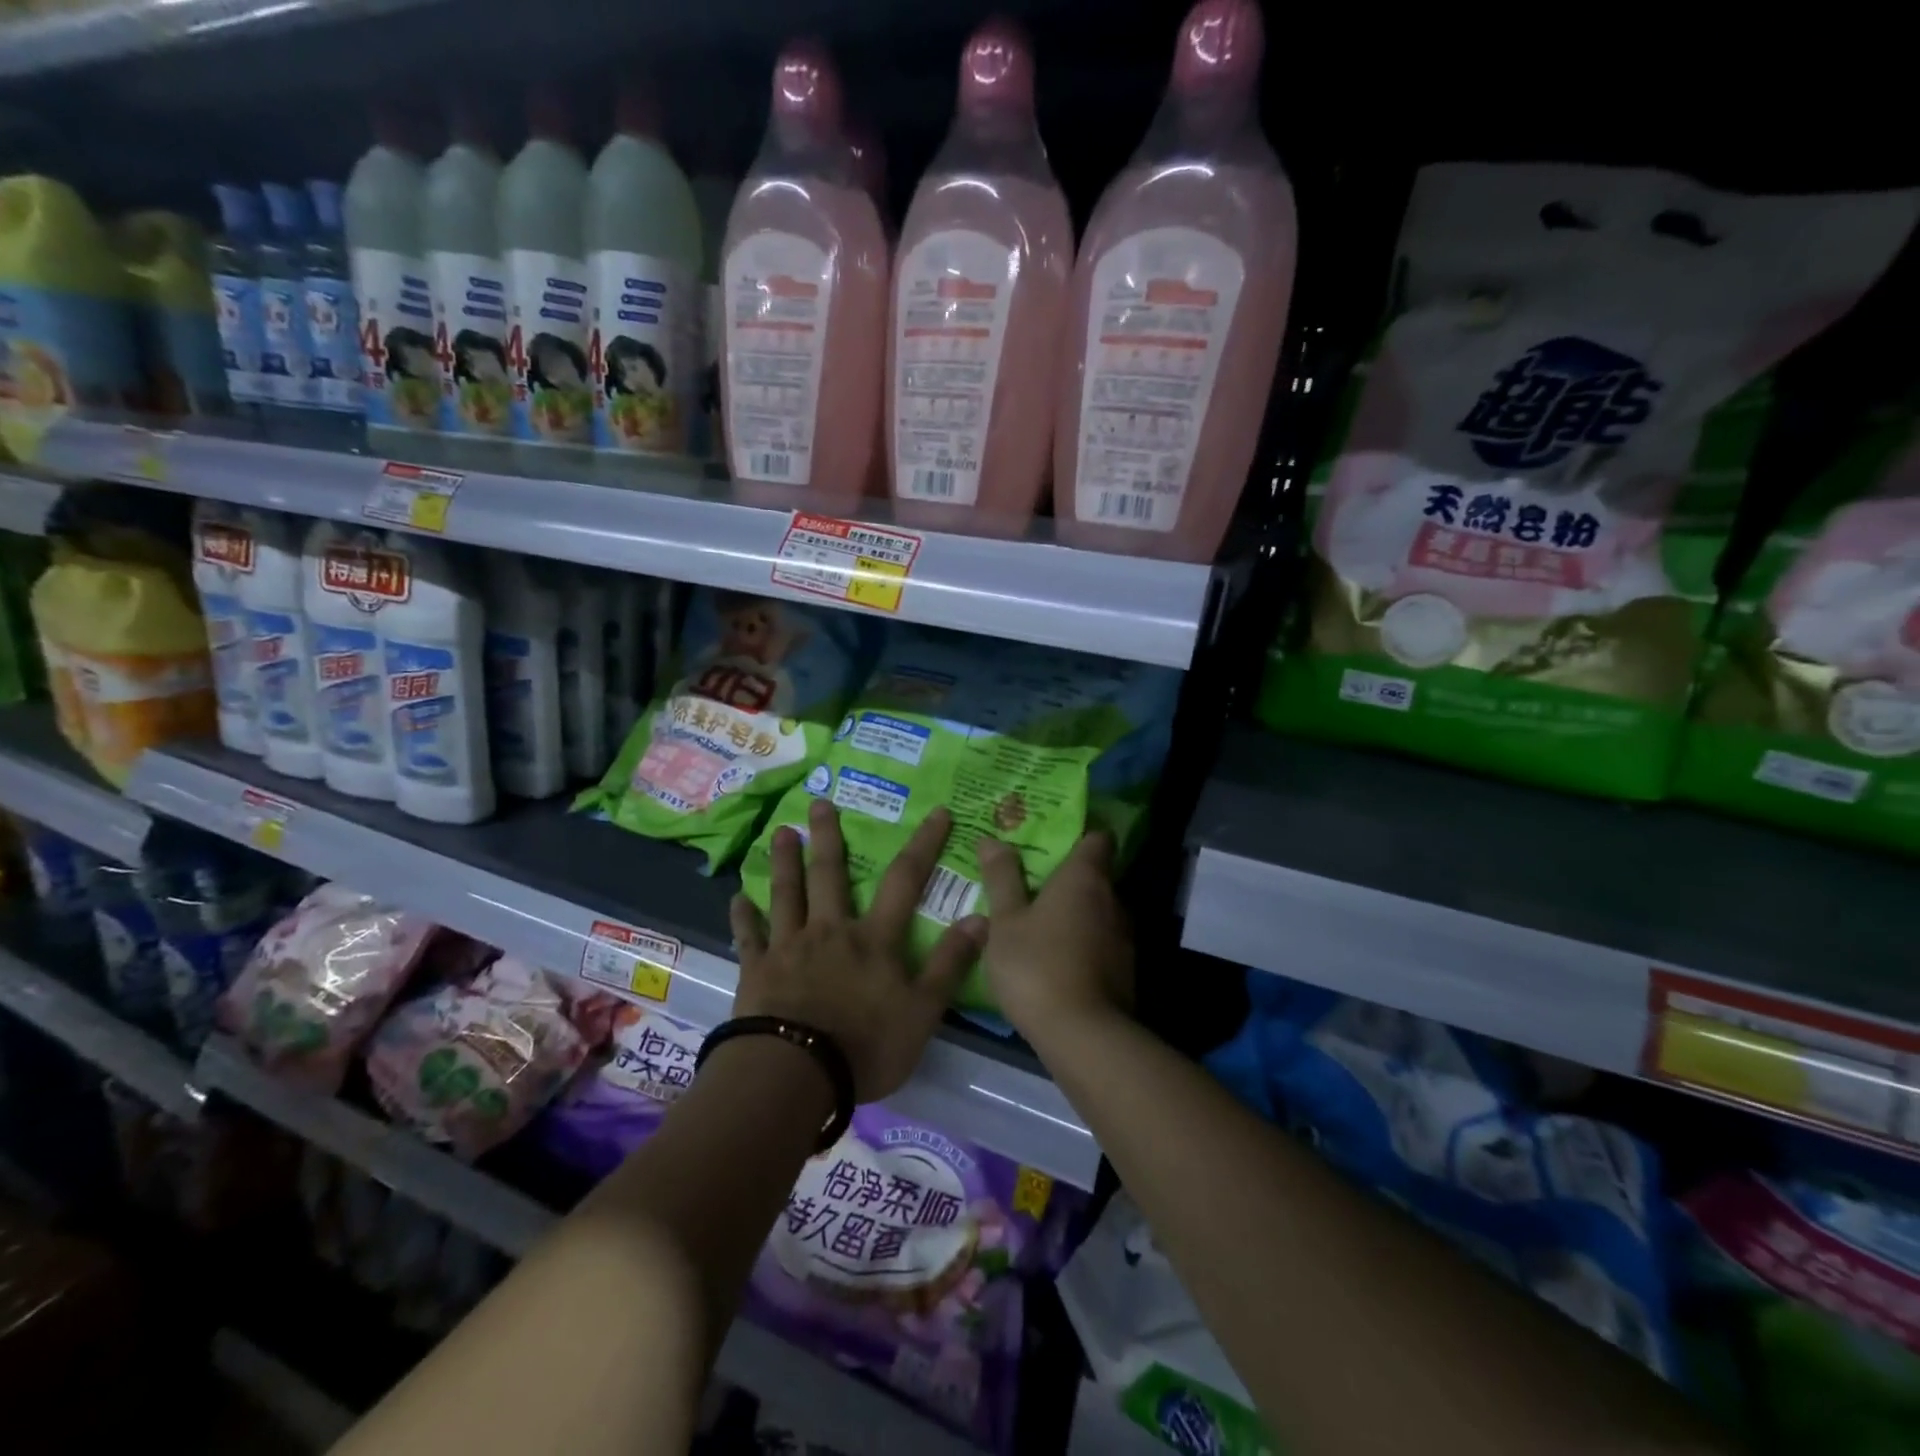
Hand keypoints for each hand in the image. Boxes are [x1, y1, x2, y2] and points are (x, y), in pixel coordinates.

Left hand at [729, 800, 984, 1101]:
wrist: (795, 1074)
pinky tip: (736, 898)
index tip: (937, 812)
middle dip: (827, 837)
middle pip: (830, 875)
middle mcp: (830, 931)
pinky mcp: (757, 970)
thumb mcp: (923, 1011)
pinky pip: (749, 937)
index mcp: (874, 940)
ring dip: (784, 862)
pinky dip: (743, 916)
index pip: (905, 881)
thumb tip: (981, 917)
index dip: (923, 845)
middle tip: (819, 802)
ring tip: (780, 832)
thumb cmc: (865, 1045)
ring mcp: (789, 947)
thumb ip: (950, 964)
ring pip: (787, 894)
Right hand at [975, 831, 1133, 1040]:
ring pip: (1097, 911)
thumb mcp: (1005, 921)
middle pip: (1094, 875)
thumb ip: (1001, 878)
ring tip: (1037, 921)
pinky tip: (1053, 958)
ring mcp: (1124, 937)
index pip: (1097, 837)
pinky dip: (1081, 942)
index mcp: (1085, 878)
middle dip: (1066, 876)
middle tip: (1030, 880)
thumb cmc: (1038, 965)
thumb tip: (992, 839)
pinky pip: (1100, 941)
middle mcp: (1113, 899)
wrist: (1084, 1036)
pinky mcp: (1125, 970)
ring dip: (1073, 913)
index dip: (1078, 833)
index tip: (1050, 837)